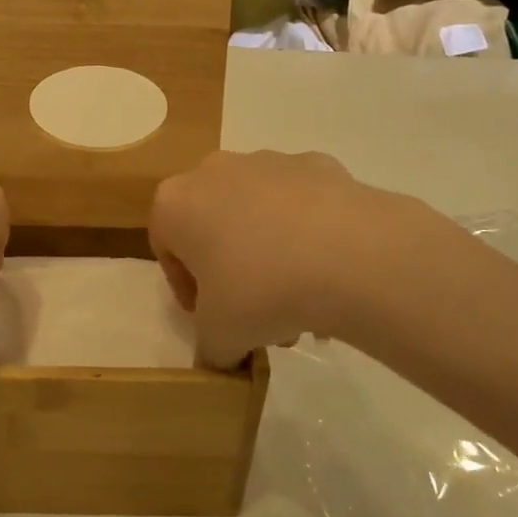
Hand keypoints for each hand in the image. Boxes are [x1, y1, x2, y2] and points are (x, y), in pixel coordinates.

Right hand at [150, 150, 480, 365]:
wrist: (351, 255)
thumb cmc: (261, 291)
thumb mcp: (220, 338)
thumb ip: (209, 349)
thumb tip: (223, 355)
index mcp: (176, 202)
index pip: (165, 246)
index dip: (185, 287)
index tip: (210, 317)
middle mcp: (216, 170)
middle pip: (212, 223)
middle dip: (229, 269)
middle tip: (254, 312)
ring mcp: (270, 161)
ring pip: (257, 211)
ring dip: (268, 251)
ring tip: (300, 302)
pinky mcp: (318, 164)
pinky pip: (302, 203)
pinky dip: (308, 231)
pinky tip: (330, 270)